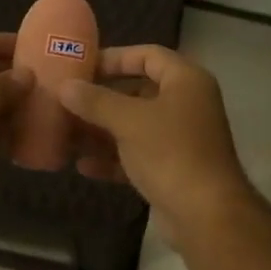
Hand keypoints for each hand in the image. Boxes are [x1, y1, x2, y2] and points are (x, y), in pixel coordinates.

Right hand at [59, 45, 257, 233]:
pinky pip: (136, 155)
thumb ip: (95, 101)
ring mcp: (180, 139)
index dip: (114, 57)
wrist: (206, 215)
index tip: (81, 66)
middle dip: (101, 98)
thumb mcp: (128, 121)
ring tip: (66, 133)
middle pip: (138, 91)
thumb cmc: (170, 153)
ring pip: (134, 126)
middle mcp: (186, 105)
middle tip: (67, 101)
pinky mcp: (171, 169)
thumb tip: (64, 87)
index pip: (148, 55)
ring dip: (101, 130)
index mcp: (186, 81)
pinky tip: (82, 166)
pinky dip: (112, 159)